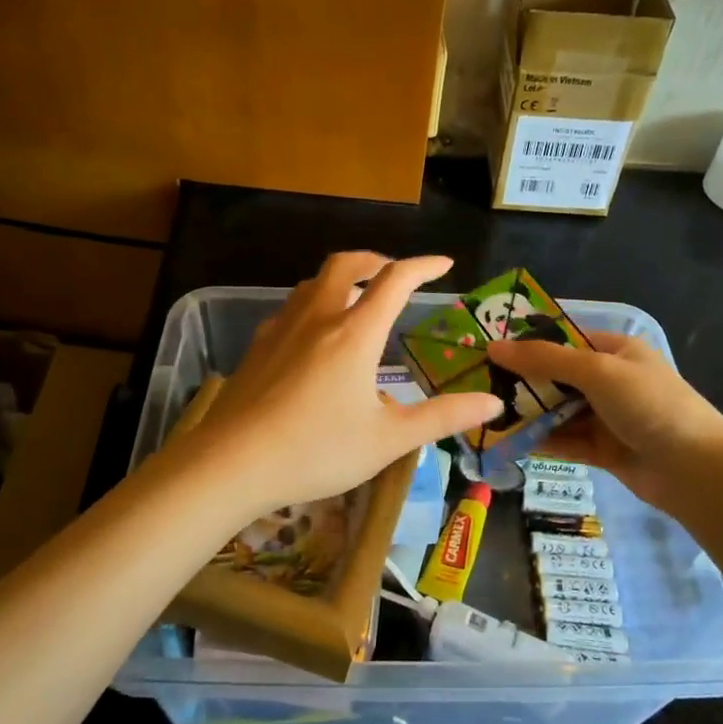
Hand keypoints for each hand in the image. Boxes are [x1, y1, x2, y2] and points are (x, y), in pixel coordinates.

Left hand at [174, 252, 501, 516]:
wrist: (231, 463)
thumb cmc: (317, 450)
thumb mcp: (388, 440)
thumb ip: (442, 417)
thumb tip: (492, 402)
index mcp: (355, 333)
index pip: (395, 280)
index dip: (424, 266)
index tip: (444, 264)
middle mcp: (319, 318)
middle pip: (346, 264)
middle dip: (376, 260)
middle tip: (394, 274)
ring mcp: (282, 329)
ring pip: (313, 282)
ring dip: (340, 278)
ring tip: (356, 299)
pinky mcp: (258, 347)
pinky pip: (291, 308)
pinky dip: (313, 304)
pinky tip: (313, 336)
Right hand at [486, 330, 722, 513]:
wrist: (695, 470)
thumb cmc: (649, 404)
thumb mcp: (596, 371)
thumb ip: (545, 359)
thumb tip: (494, 347)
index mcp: (614, 350)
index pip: (562, 339)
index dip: (526, 343)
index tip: (487, 350)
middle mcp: (609, 380)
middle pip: (555, 376)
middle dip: (521, 381)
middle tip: (477, 385)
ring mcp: (606, 416)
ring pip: (556, 410)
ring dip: (527, 413)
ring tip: (485, 415)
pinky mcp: (602, 449)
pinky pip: (564, 440)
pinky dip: (539, 440)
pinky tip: (507, 442)